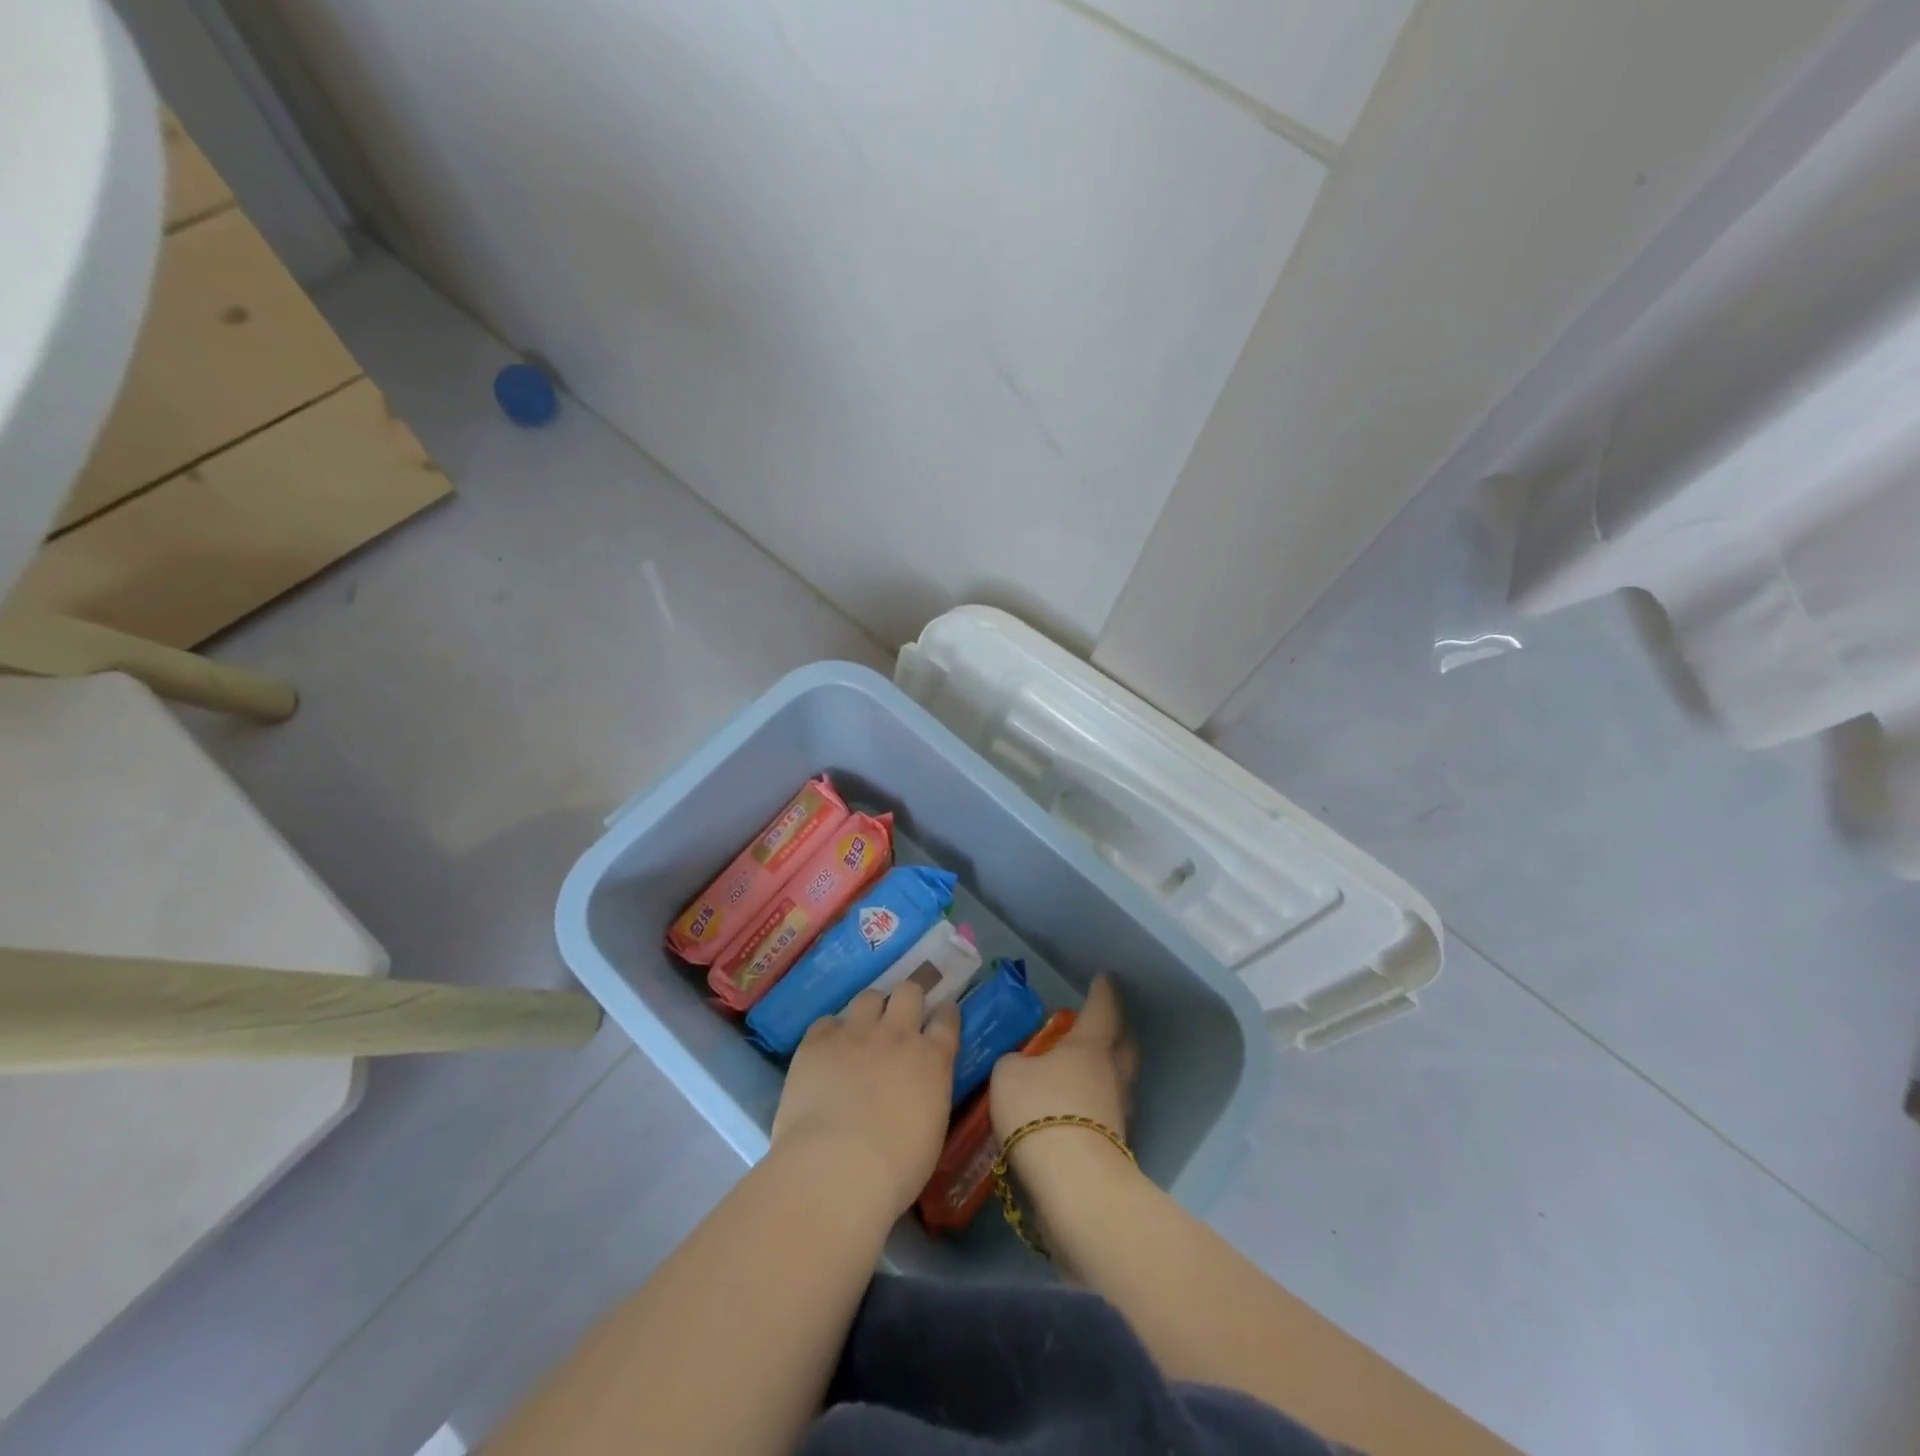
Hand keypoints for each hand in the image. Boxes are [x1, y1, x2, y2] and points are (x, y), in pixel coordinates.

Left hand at [771, 982, 960, 1215]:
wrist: (837, 1168)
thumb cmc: (896, 1168)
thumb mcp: (931, 1129)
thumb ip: (928, 1094)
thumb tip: (918, 1088)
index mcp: (932, 1059)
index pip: (947, 1019)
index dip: (945, 1013)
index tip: (942, 1015)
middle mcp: (897, 1034)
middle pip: (909, 991)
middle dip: (908, 998)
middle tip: (901, 1016)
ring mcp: (856, 1033)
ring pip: (869, 997)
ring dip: (870, 1010)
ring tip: (862, 1031)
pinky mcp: (818, 1041)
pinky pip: (827, 1022)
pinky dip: (830, 1034)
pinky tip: (826, 1053)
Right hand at [989, 975, 1136, 1145]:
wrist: (1073, 1184)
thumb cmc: (1040, 1110)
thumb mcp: (1008, 1074)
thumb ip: (1014, 1062)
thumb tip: (1021, 1065)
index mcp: (1088, 1046)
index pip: (1101, 1009)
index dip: (1102, 992)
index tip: (1104, 978)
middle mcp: (1110, 1075)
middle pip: (1123, 1047)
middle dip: (1115, 1034)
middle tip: (1101, 1027)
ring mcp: (1116, 1114)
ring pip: (1116, 1084)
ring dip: (1103, 1076)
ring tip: (1078, 1075)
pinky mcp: (1113, 1149)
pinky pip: (1103, 1116)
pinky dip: (1091, 1110)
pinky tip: (1071, 1114)